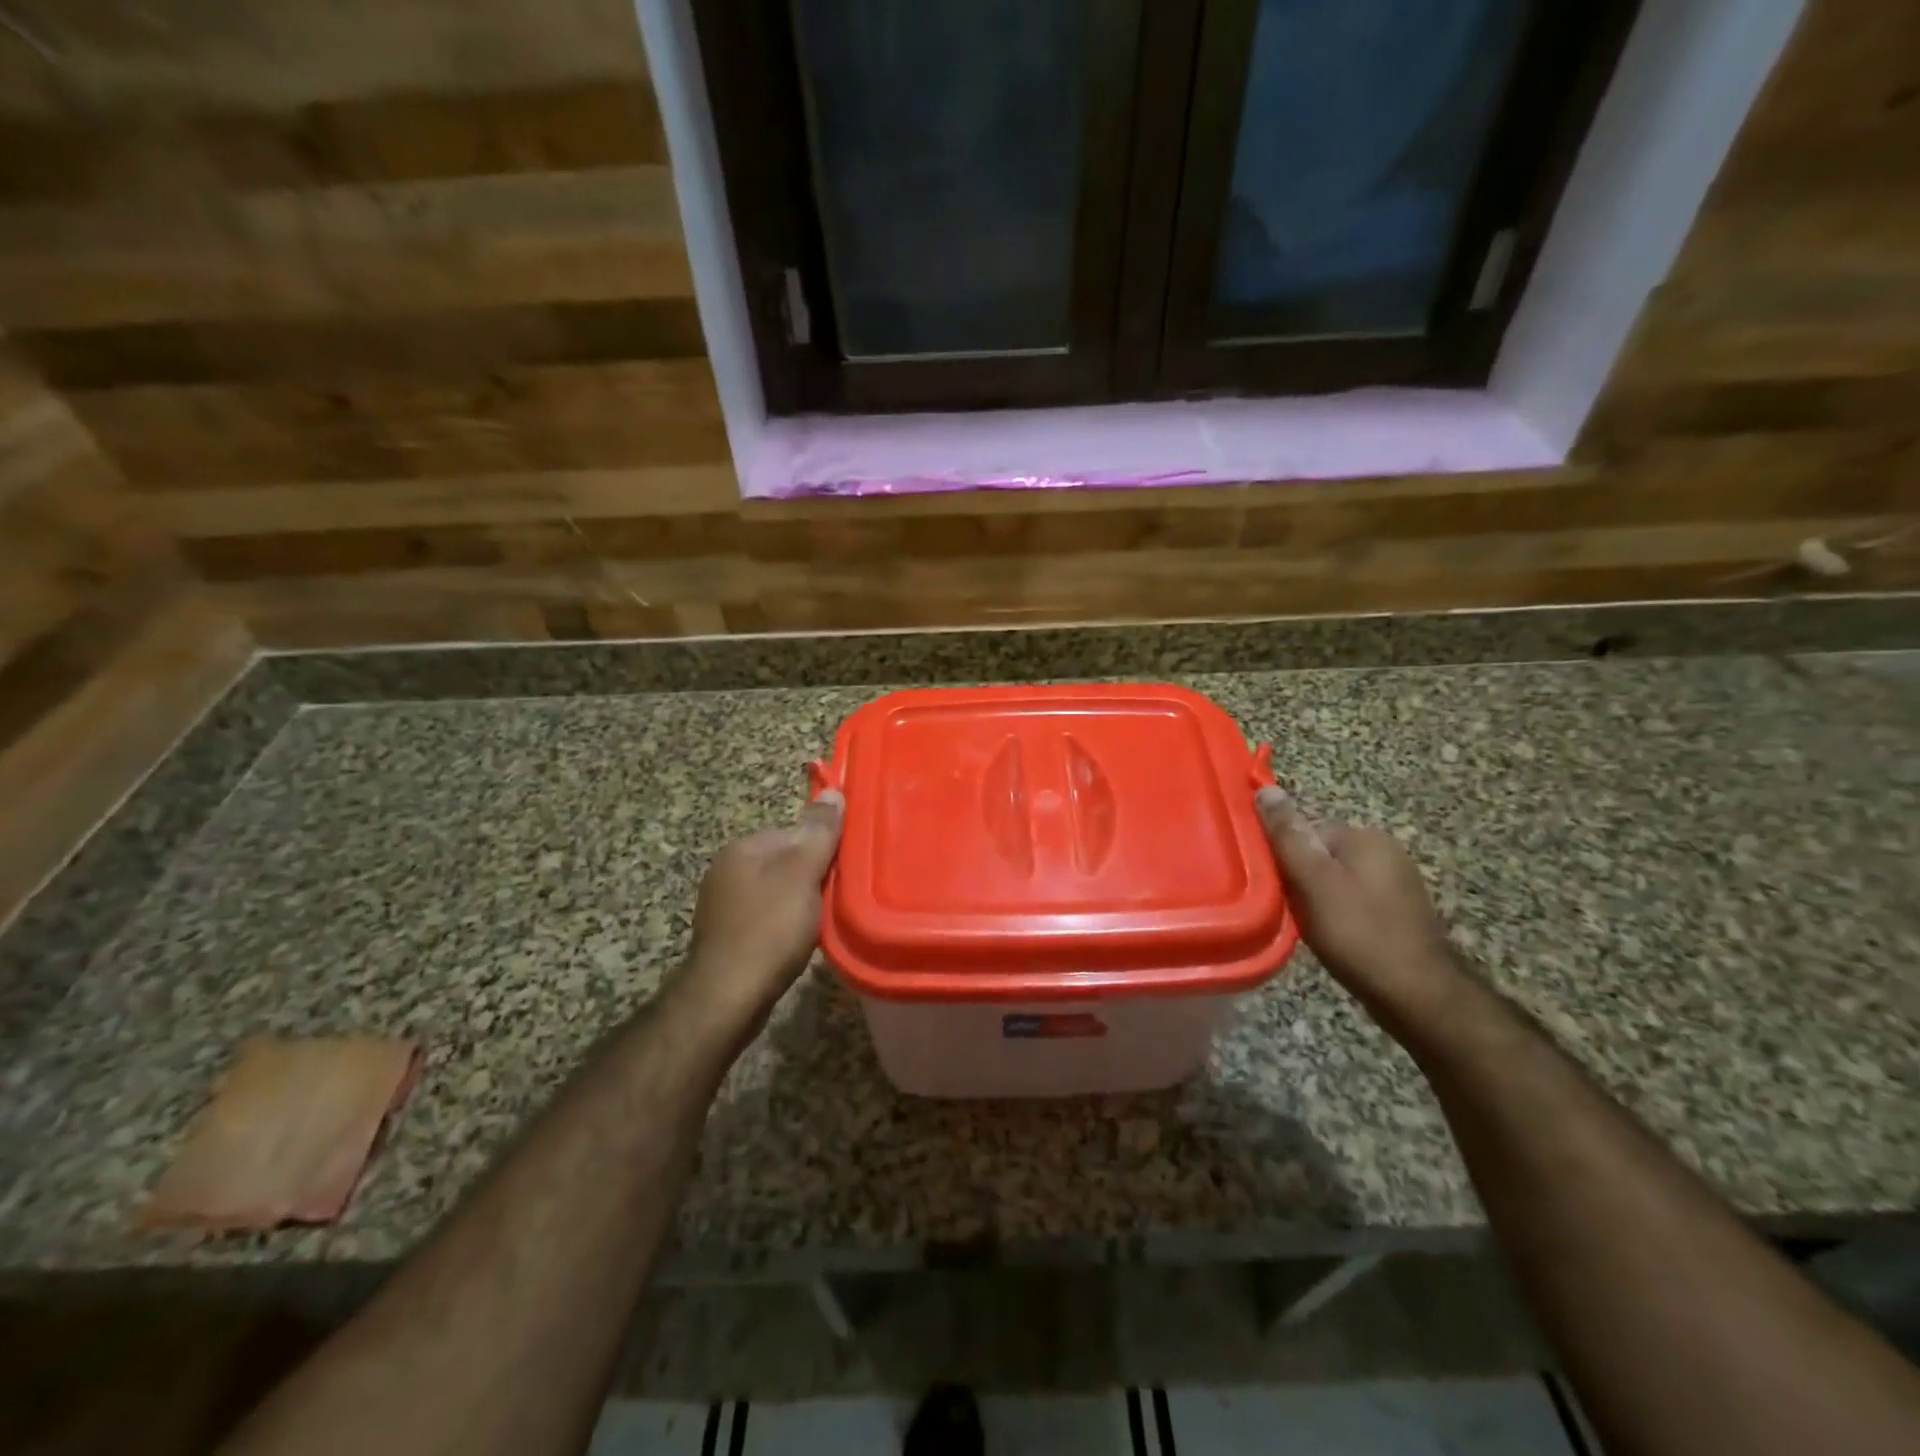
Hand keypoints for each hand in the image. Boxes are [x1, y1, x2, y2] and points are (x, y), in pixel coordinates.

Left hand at [679, 791, 844, 1029]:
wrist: (728, 996)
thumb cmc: (769, 928)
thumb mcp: (803, 873)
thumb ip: (819, 832)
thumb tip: (833, 791)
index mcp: (743, 848)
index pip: (793, 833)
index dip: (821, 850)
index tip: (841, 872)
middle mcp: (726, 869)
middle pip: (785, 862)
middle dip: (811, 878)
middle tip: (834, 900)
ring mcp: (722, 905)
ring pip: (777, 892)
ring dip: (799, 904)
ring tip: (818, 924)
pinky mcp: (726, 936)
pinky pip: (766, 918)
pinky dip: (783, 926)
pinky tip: (796, 942)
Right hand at [1255, 787, 1466, 1023]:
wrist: (1418, 996)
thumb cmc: (1358, 933)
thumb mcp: (1312, 881)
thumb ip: (1288, 836)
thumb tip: (1266, 789)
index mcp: (1366, 837)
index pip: (1306, 831)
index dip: (1285, 859)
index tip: (1276, 888)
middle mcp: (1386, 851)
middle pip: (1320, 855)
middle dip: (1301, 880)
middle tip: (1291, 911)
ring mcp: (1397, 882)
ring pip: (1335, 880)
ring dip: (1317, 900)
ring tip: (1311, 928)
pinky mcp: (1400, 912)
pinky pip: (1354, 902)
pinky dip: (1338, 916)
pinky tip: (1334, 939)